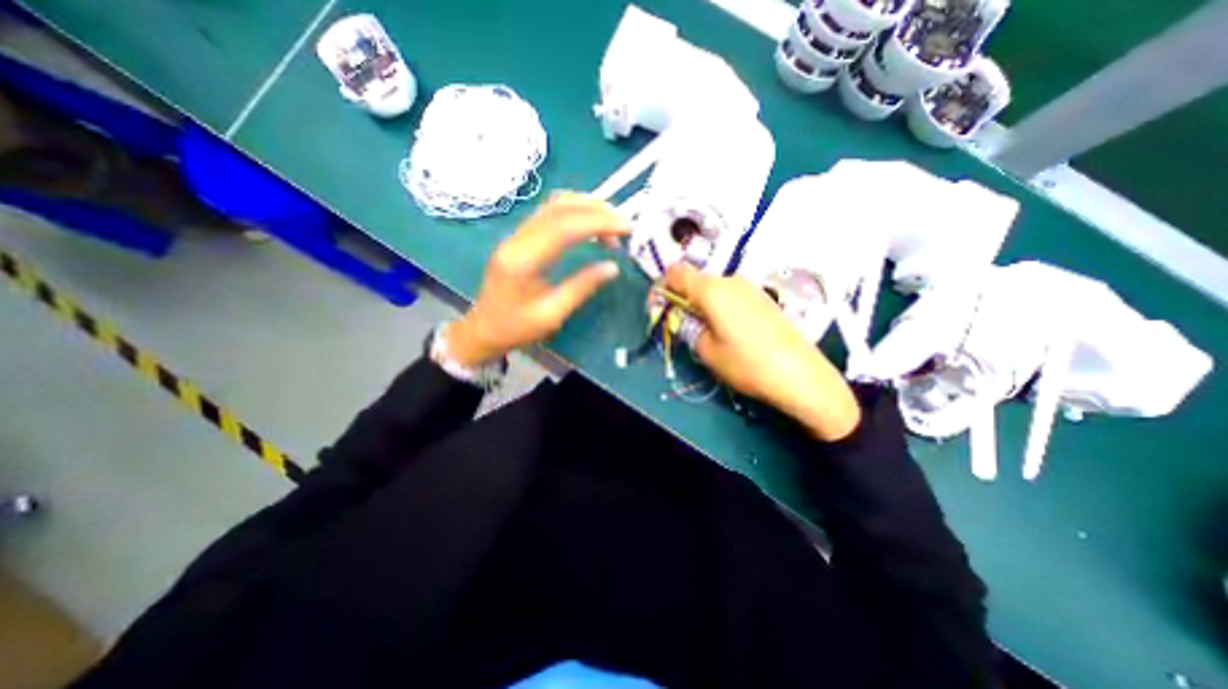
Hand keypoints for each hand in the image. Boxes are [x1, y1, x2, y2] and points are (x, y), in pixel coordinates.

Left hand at [446, 192, 625, 366]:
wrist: (483, 329)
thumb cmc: (516, 328)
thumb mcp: (552, 315)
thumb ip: (582, 287)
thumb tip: (612, 267)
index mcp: (523, 261)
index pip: (564, 227)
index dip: (598, 222)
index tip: (627, 228)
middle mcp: (517, 239)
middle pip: (559, 208)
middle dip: (597, 211)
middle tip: (624, 226)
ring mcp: (516, 234)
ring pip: (553, 205)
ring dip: (586, 207)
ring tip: (612, 223)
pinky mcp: (519, 236)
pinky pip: (549, 212)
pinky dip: (574, 211)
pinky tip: (590, 221)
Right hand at [662, 263, 862, 441]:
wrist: (801, 375)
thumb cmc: (747, 363)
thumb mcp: (707, 350)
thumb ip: (689, 329)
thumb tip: (685, 319)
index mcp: (711, 290)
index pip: (676, 273)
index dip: (662, 287)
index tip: (659, 308)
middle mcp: (731, 281)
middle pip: (696, 280)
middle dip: (682, 298)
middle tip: (681, 325)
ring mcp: (751, 288)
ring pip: (714, 289)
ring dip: (702, 304)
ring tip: (705, 331)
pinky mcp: (763, 299)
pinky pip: (732, 296)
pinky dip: (720, 307)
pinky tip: (728, 331)